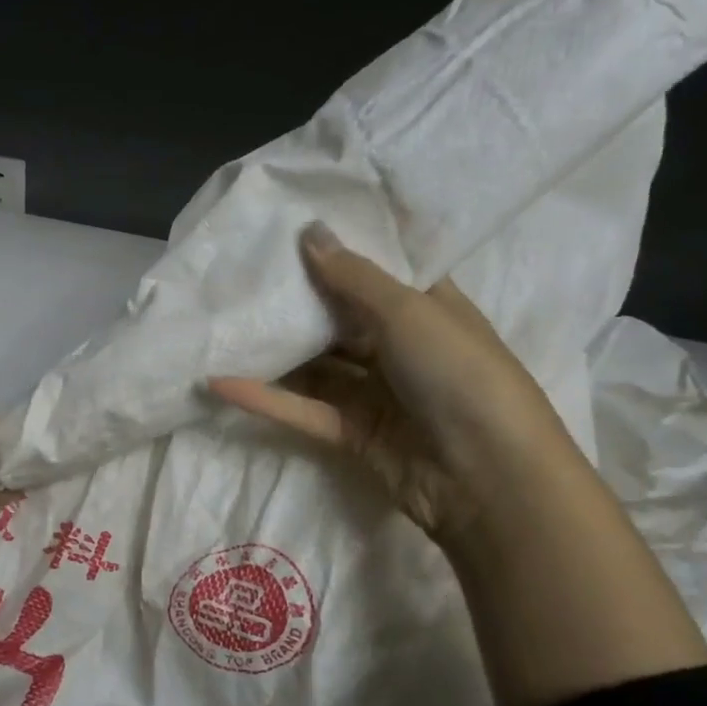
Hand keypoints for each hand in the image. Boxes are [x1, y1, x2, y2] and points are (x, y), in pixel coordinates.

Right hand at [209, 223, 578, 546]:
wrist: (487, 477)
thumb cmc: (459, 374)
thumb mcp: (409, 313)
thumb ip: (353, 277)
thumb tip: (309, 231)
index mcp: (429, 309)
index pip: (380, 272)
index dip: (340, 251)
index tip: (289, 228)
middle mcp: (400, 347)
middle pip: (339, 319)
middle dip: (295, 302)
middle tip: (241, 274)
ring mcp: (375, 393)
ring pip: (315, 366)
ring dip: (274, 352)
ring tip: (222, 325)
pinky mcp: (350, 433)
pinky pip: (302, 409)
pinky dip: (264, 398)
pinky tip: (219, 382)